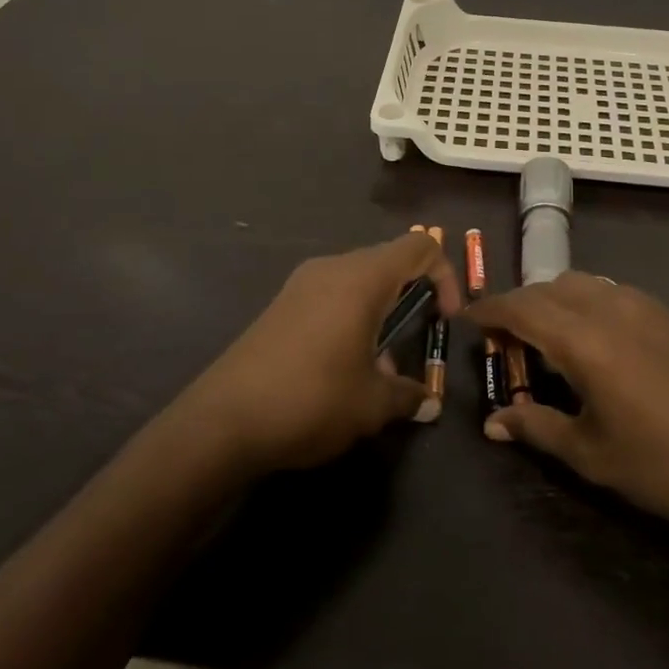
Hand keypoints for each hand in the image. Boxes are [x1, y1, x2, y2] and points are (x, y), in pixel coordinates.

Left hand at [179, 232, 462, 473]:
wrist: (222, 421)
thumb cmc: (311, 399)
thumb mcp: (371, 405)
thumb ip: (408, 395)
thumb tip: (427, 401)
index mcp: (362, 278)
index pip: (419, 246)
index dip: (445, 276)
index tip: (446, 319)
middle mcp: (332, 268)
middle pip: (389, 262)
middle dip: (413, 298)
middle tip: (418, 342)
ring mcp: (302, 284)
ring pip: (359, 281)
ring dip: (381, 313)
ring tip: (380, 369)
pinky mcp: (281, 305)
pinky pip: (331, 296)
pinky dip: (351, 318)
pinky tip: (343, 367)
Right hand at [467, 273, 668, 537]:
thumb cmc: (664, 465)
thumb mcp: (591, 454)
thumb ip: (536, 428)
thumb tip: (492, 423)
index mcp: (584, 339)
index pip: (521, 307)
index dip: (489, 310)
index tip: (465, 320)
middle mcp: (609, 307)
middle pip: (547, 288)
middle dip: (517, 306)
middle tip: (501, 340)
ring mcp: (641, 305)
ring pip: (578, 283)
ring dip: (550, 300)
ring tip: (541, 339)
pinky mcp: (664, 314)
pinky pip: (606, 291)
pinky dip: (581, 302)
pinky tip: (587, 340)